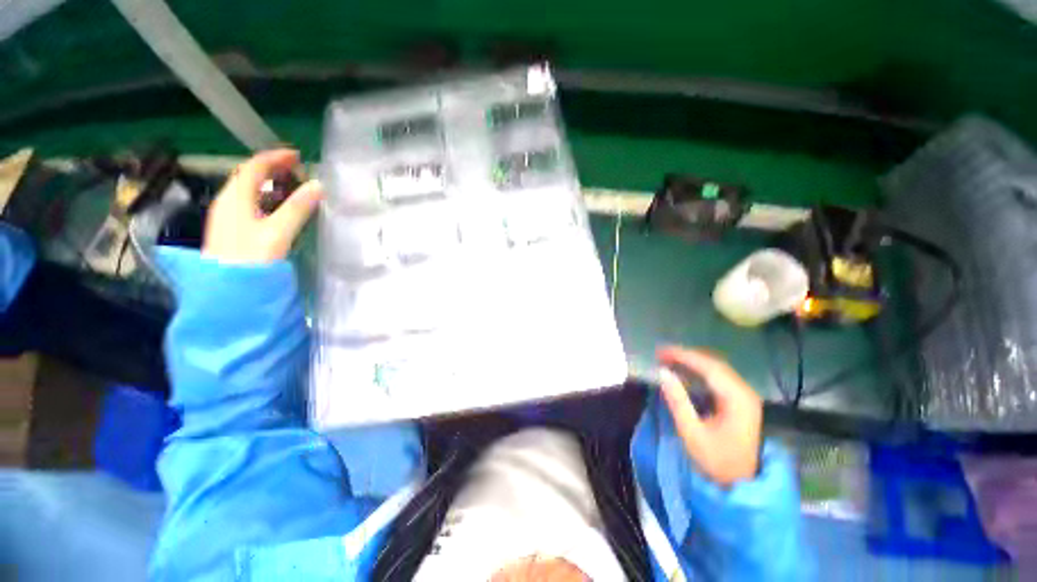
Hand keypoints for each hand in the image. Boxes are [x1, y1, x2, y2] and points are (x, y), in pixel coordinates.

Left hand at [202, 149, 322, 263]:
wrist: (226, 291)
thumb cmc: (251, 259)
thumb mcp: (277, 232)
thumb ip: (297, 208)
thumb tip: (318, 185)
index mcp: (235, 197)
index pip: (253, 166)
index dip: (275, 157)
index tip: (298, 156)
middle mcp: (228, 202)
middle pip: (248, 176)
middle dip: (273, 169)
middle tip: (298, 171)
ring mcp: (227, 216)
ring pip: (249, 190)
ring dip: (270, 184)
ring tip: (293, 187)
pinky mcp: (231, 230)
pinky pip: (249, 204)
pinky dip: (266, 199)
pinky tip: (279, 209)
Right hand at [658, 347, 762, 486]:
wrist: (741, 484)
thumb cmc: (716, 460)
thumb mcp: (692, 432)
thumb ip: (677, 400)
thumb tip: (662, 373)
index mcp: (737, 399)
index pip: (709, 368)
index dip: (683, 356)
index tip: (661, 351)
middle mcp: (744, 392)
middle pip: (714, 364)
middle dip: (686, 356)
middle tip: (661, 355)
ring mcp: (744, 396)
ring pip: (716, 369)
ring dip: (692, 362)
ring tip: (668, 360)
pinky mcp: (739, 401)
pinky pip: (718, 378)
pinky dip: (699, 372)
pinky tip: (684, 372)